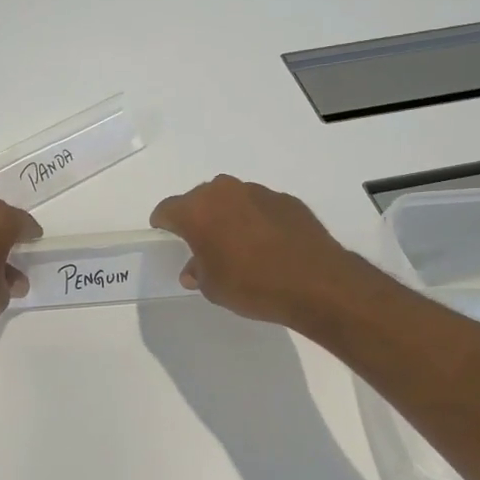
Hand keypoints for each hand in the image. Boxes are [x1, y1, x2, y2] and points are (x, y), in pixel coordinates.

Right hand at [149, 175, 371, 329]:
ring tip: (239, 245)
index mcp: (197, 210)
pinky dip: (258, 220)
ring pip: (232, 199)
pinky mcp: (287, 200)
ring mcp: (259, 192)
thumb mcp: (213, 288)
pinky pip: (261, 207)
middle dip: (197, 218)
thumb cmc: (252, 285)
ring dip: (229, 216)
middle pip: (200, 199)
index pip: (167, 209)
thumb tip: (195, 268)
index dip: (164, 224)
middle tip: (203, 244)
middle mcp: (225, 192)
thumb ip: (198, 272)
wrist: (315, 282)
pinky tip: (268, 245)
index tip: (166, 236)